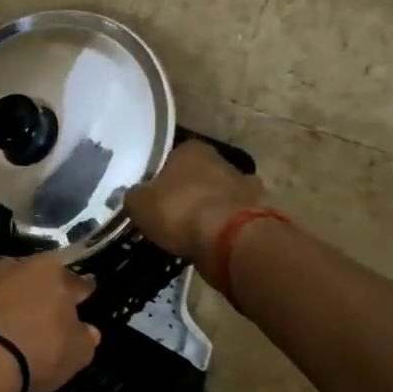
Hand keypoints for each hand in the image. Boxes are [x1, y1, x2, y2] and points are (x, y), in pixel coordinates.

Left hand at [0, 255, 100, 391]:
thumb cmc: (39, 349)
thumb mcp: (76, 353)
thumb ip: (85, 338)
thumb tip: (87, 331)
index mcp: (52, 272)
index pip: (75, 280)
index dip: (83, 290)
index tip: (87, 293)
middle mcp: (19, 267)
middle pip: (39, 277)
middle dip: (46, 290)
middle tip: (52, 307)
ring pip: (10, 286)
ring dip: (16, 299)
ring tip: (22, 319)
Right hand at [124, 141, 264, 265]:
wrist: (229, 239)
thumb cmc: (178, 210)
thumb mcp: (138, 203)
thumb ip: (134, 196)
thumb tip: (134, 196)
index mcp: (191, 149)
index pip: (170, 156)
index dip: (159, 175)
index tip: (151, 194)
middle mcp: (221, 160)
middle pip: (196, 175)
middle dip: (184, 191)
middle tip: (167, 213)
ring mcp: (244, 186)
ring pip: (216, 196)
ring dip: (206, 209)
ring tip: (187, 231)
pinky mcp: (258, 213)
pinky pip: (230, 218)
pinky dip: (221, 228)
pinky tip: (207, 242)